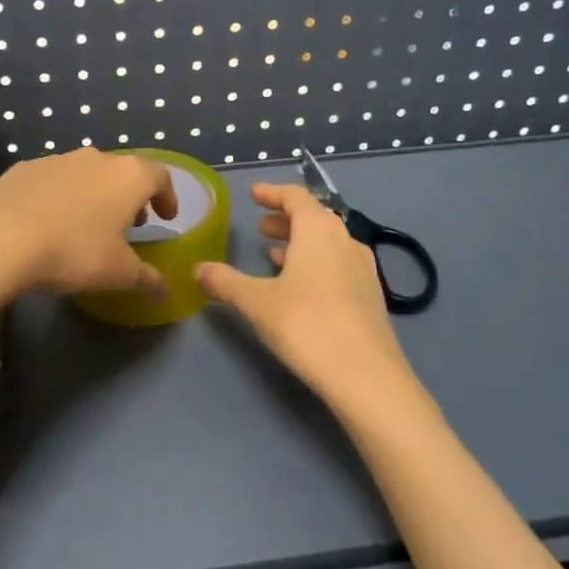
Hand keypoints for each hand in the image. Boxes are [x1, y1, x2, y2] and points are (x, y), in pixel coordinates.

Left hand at [0, 147, 177, 297]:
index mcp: (128, 176)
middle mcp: (96, 158)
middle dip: (130, 197)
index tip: (166, 218)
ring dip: (94, 195)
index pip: (160, 176)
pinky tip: (48, 223)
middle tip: (129, 225)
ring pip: (86, 173)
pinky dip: (60, 196)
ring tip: (87, 225)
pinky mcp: (24, 168)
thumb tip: (164, 290)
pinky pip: (52, 180)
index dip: (167, 197)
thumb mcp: (118, 273)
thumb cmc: (74, 251)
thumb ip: (147, 279)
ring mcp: (57, 159)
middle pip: (123, 172)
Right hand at [197, 183, 420, 417]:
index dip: (272, 193)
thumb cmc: (306, 325)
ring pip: (328, 242)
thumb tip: (197, 270)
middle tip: (261, 227)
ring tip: (274, 256)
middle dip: (285, 220)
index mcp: (318, 229)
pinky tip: (302, 287)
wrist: (367, 376)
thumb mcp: (256, 302)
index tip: (253, 194)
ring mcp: (363, 267)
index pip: (295, 197)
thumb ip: (225, 282)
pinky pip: (339, 264)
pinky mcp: (371, 295)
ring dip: (301, 243)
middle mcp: (345, 239)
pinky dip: (317, 263)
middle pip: (314, 217)